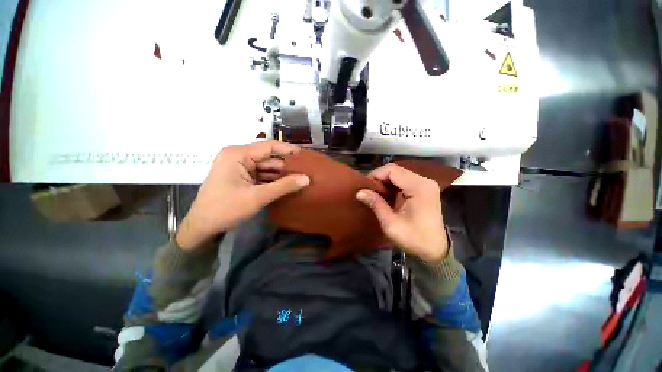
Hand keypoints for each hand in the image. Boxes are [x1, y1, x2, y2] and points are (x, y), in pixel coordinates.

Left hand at [176, 140, 309, 250]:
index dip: (288, 150)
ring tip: (300, 179)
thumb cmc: (226, 209)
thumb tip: (307, 179)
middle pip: (268, 157)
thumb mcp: (258, 197)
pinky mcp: (240, 177)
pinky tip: (286, 185)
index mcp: (238, 154)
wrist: (202, 227)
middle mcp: (238, 156)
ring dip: (280, 174)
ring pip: (265, 167)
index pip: (269, 146)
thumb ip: (284, 186)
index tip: (305, 156)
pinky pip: (260, 175)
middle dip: (286, 166)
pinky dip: (272, 180)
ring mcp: (238, 167)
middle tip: (306, 172)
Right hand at [356, 164, 447, 262]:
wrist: (436, 250)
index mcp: (418, 187)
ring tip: (375, 193)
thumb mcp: (391, 224)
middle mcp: (424, 181)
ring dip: (385, 182)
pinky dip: (392, 185)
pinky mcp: (424, 188)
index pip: (392, 170)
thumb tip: (359, 192)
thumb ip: (376, 204)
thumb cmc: (415, 239)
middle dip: (379, 178)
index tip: (365, 187)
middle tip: (368, 191)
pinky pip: (404, 180)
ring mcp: (425, 184)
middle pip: (396, 170)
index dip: (376, 175)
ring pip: (399, 174)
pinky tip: (386, 195)